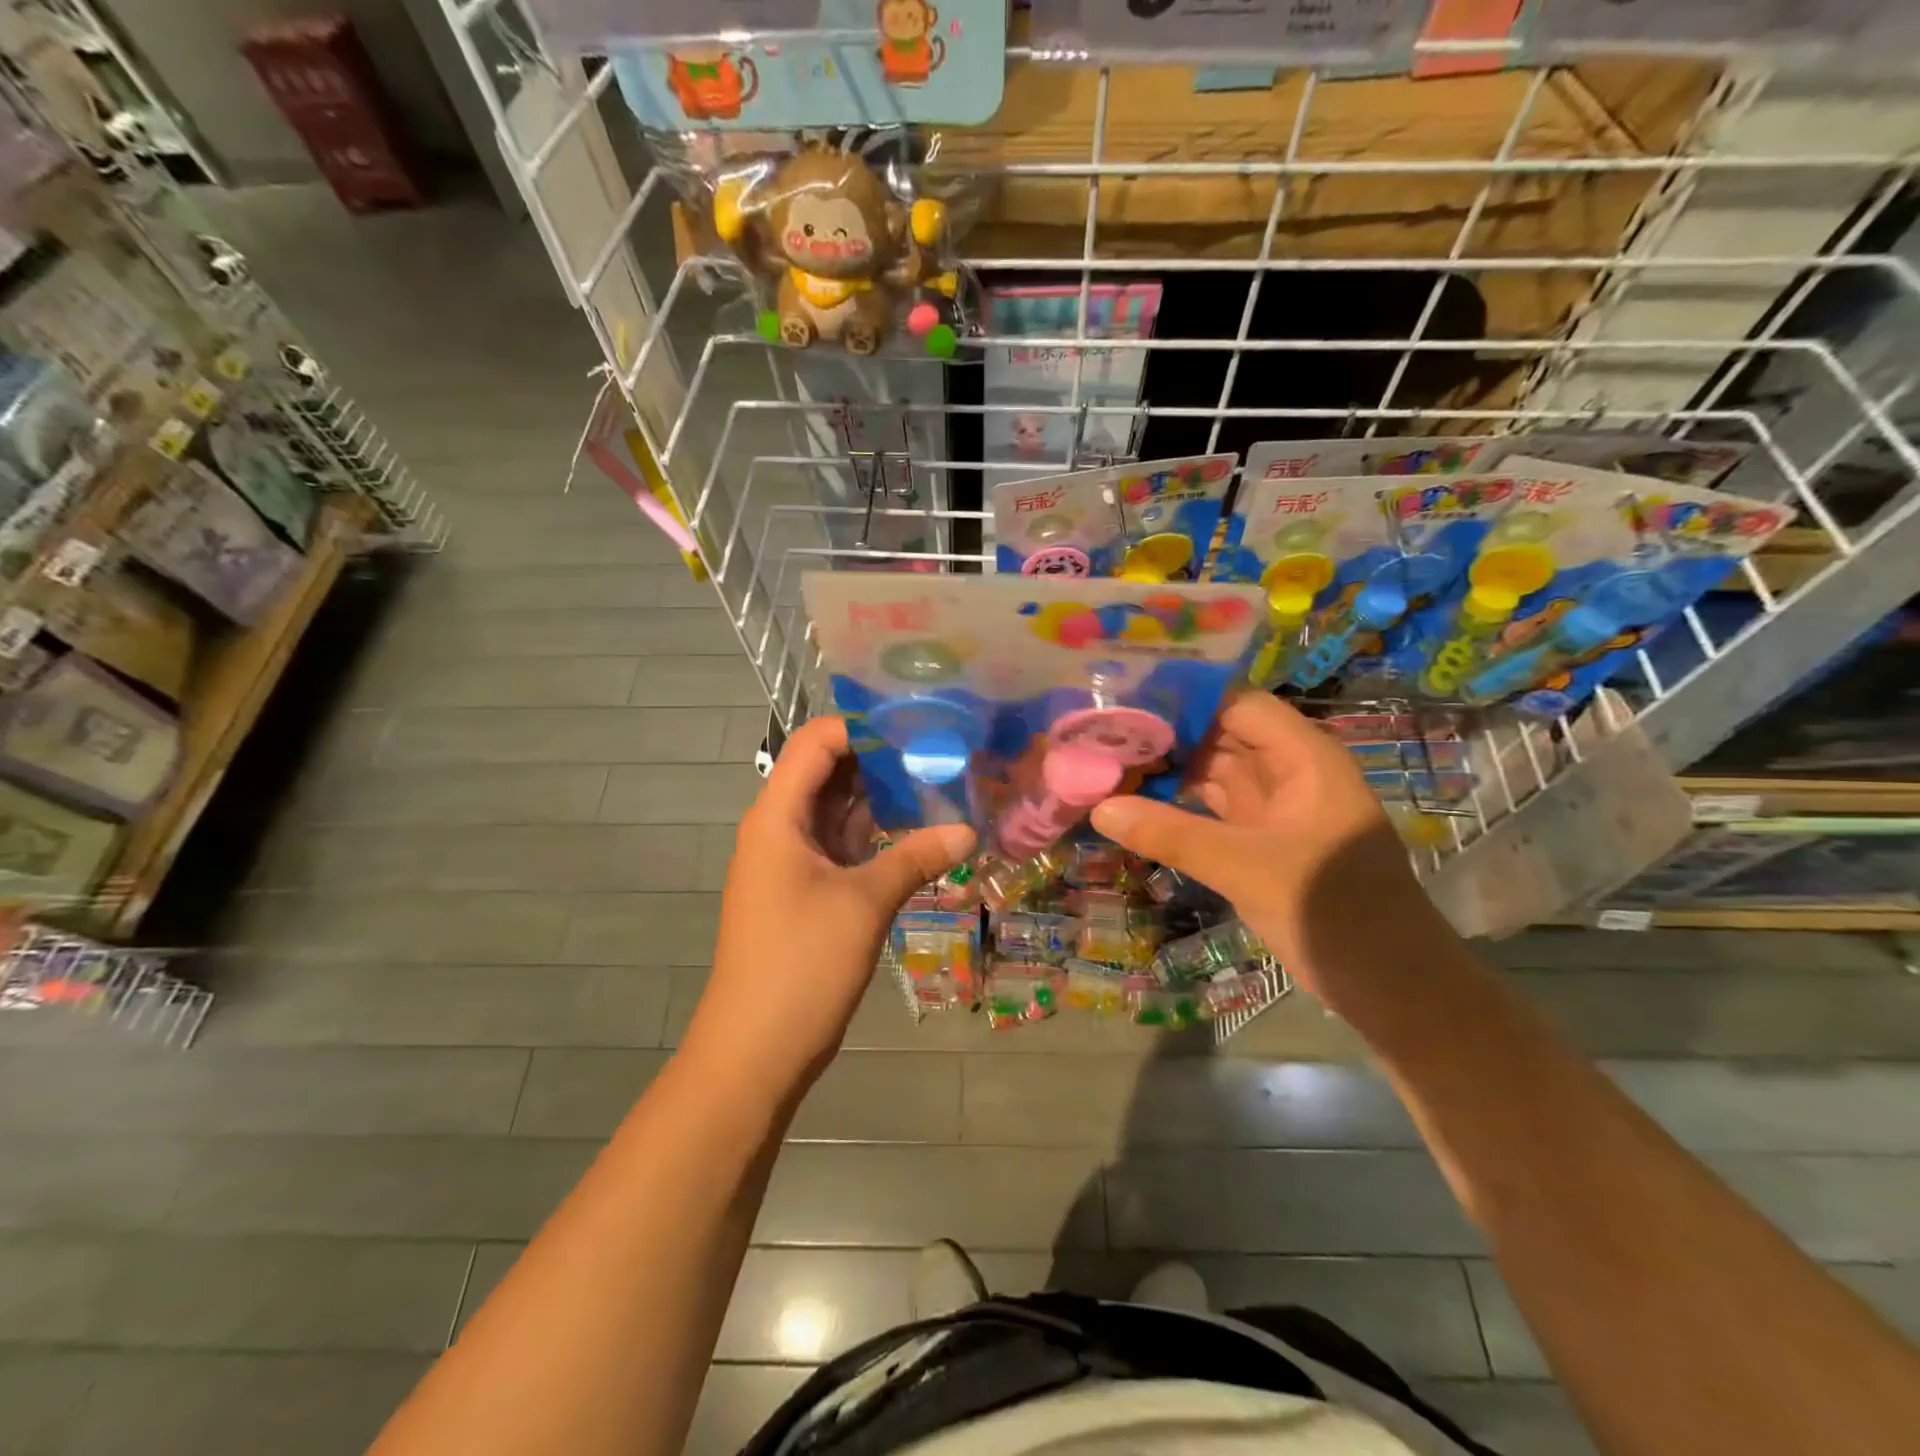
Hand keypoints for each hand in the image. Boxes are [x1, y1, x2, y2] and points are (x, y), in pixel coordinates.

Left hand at [685, 716, 974, 1096]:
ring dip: (880, 795)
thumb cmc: (801, 964)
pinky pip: (842, 844)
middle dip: (880, 757)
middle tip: (939, 751)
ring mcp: (791, 860)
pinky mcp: (806, 889)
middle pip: (827, 771)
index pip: (816, 742)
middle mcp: (779, 828)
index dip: (862, 726)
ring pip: (837, 809)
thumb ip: (917, 857)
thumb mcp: (865, 903)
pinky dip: (875, 833)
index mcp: (777, 816)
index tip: (917, 725)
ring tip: (938, 780)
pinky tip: (918, 828)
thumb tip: (970, 829)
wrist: (755, 1050)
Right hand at [1090, 693, 1438, 1005]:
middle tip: (1102, 735)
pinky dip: (1179, 806)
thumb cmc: (1334, 912)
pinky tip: (1137, 805)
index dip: (1183, 700)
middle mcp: (1290, 771)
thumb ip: (1172, 834)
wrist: (1393, 988)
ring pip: (1214, 773)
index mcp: (1304, 757)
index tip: (1124, 702)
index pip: (1236, 705)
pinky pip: (1214, 809)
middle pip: (1220, 735)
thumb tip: (1100, 807)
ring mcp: (1277, 808)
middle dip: (1166, 736)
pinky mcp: (1263, 841)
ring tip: (1108, 763)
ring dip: (1169, 771)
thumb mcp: (1247, 868)